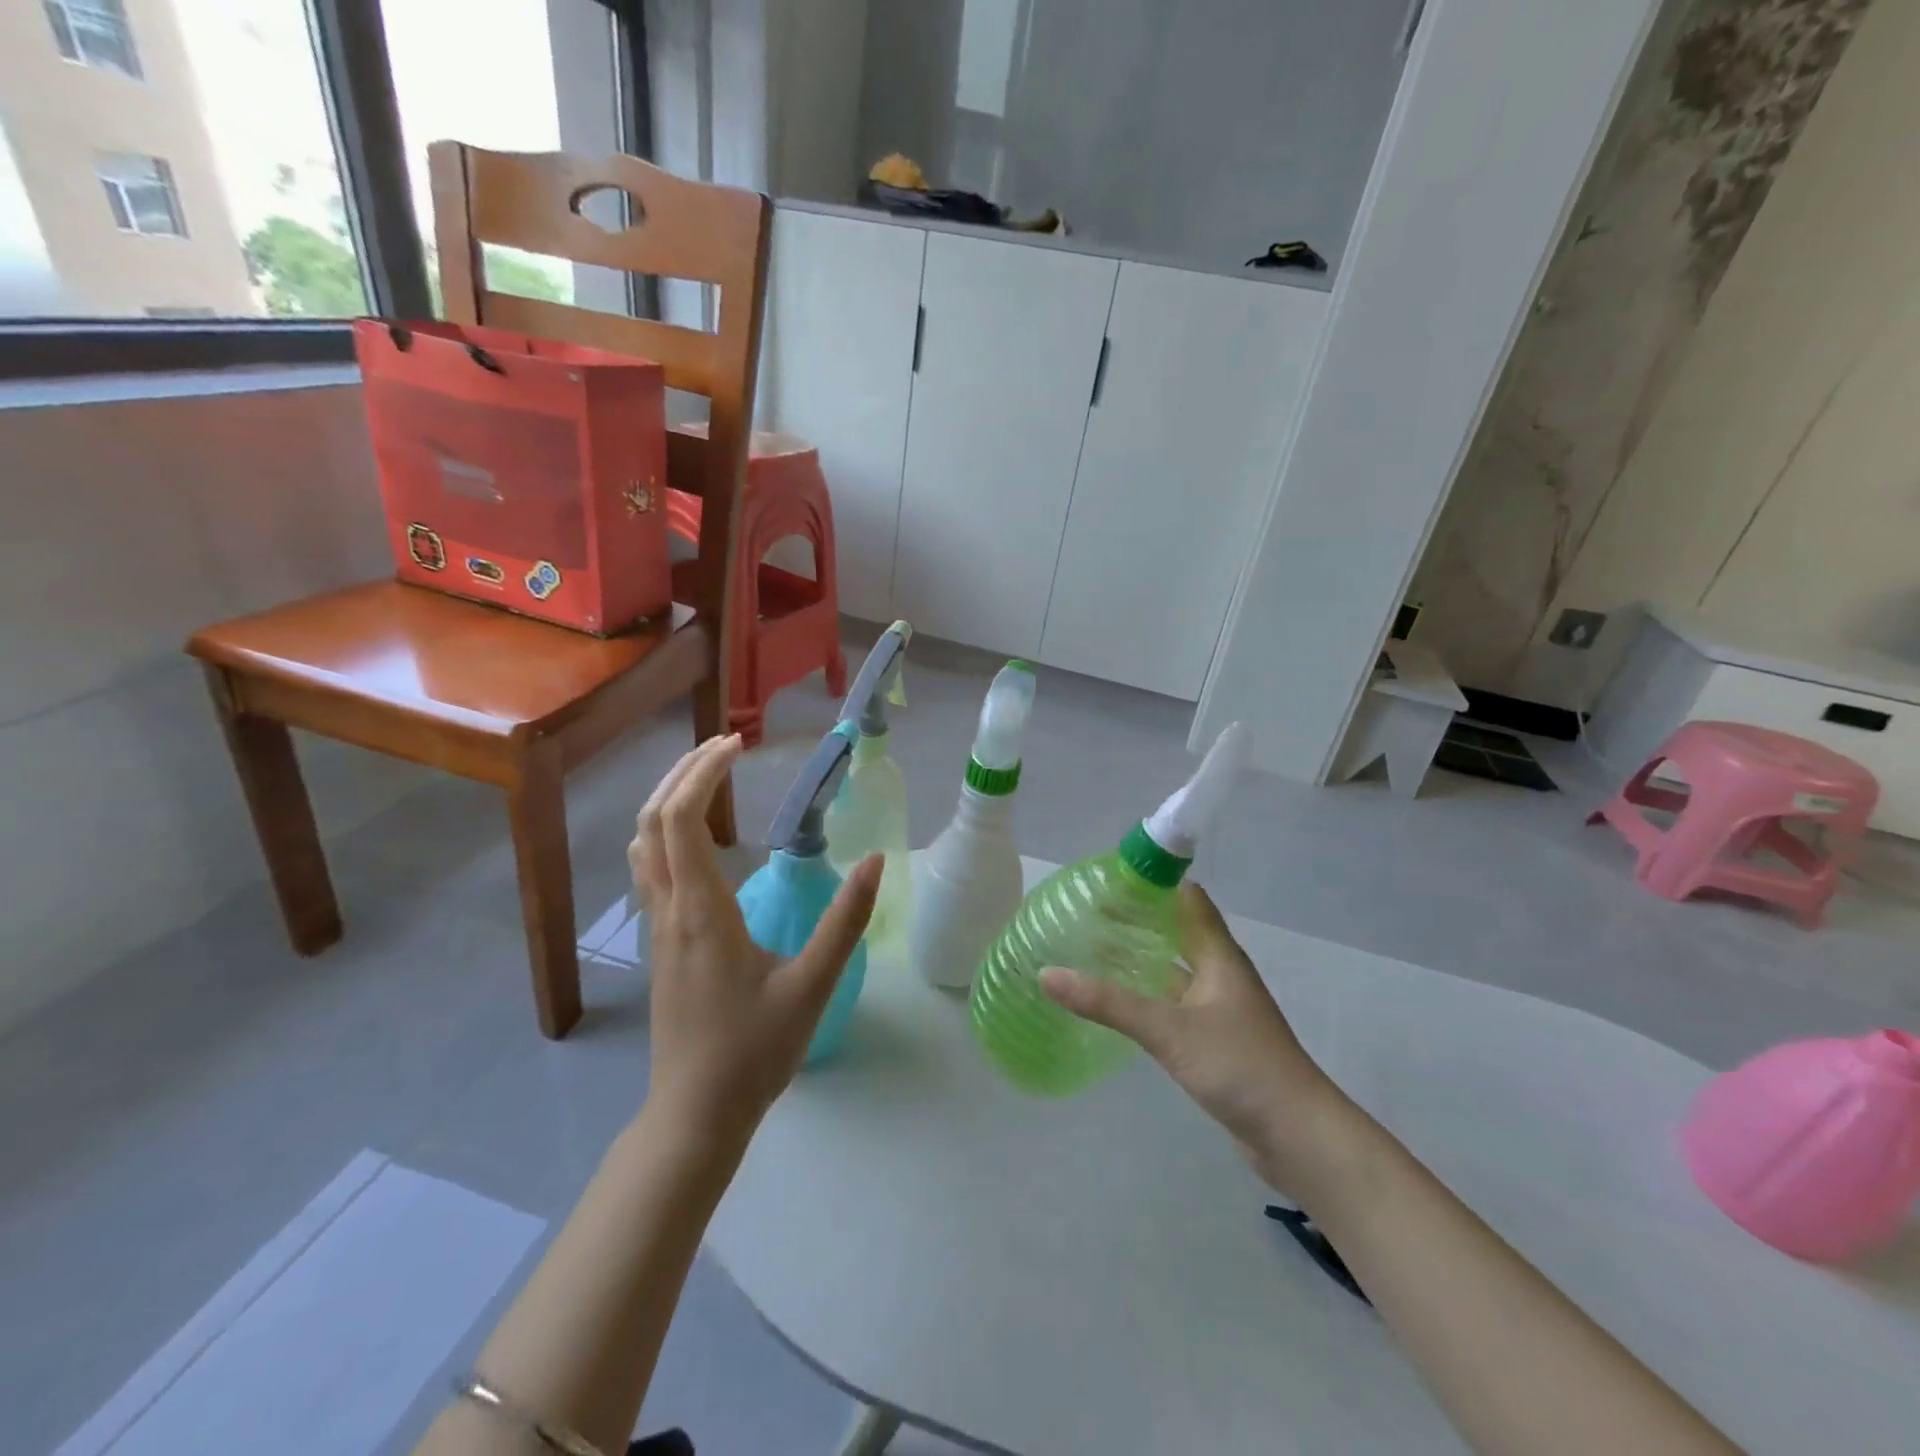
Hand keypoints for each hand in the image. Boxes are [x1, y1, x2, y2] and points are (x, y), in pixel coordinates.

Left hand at [629, 735, 880, 1145]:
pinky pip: (649, 870)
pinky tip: (698, 841)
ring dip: (667, 801)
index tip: (737, 746)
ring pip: (642, 846)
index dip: (702, 772)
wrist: (695, 1114)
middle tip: (723, 746)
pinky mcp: (660, 945)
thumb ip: (845, 921)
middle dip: (681, 774)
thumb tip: (876, 861)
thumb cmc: (753, 1051)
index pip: (680, 819)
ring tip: (707, 779)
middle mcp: (668, 910)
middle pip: (652, 821)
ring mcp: (657, 928)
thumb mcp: (812, 985)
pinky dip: (665, 833)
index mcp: (700, 911)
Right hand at [1040, 883, 1347, 1191]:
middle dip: (1137, 920)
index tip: (1108, 878)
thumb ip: (1108, 1003)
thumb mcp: (1168, 1030)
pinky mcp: (1213, 1039)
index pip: (1187, 899)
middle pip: (1176, 932)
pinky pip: (1172, 1003)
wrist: (1297, 1135)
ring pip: (1173, 969)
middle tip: (1087, 912)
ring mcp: (1218, 1008)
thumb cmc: (1239, 1066)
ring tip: (1092, 949)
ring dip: (1140, 957)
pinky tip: (1117, 1002)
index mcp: (1218, 956)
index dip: (1152, 883)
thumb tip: (1047, 974)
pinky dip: (1145, 994)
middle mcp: (1219, 974)